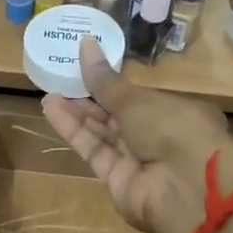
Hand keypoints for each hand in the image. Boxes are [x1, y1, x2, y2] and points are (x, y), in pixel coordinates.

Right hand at [40, 39, 232, 232]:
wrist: (184, 188)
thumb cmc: (172, 128)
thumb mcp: (136, 99)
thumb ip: (105, 80)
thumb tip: (85, 45)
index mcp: (177, 113)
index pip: (141, 99)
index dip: (114, 86)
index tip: (87, 71)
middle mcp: (159, 138)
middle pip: (119, 118)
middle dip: (90, 100)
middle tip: (61, 80)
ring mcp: (139, 163)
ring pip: (104, 135)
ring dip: (77, 115)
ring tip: (49, 93)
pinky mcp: (118, 182)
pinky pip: (95, 152)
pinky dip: (75, 132)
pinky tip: (53, 110)